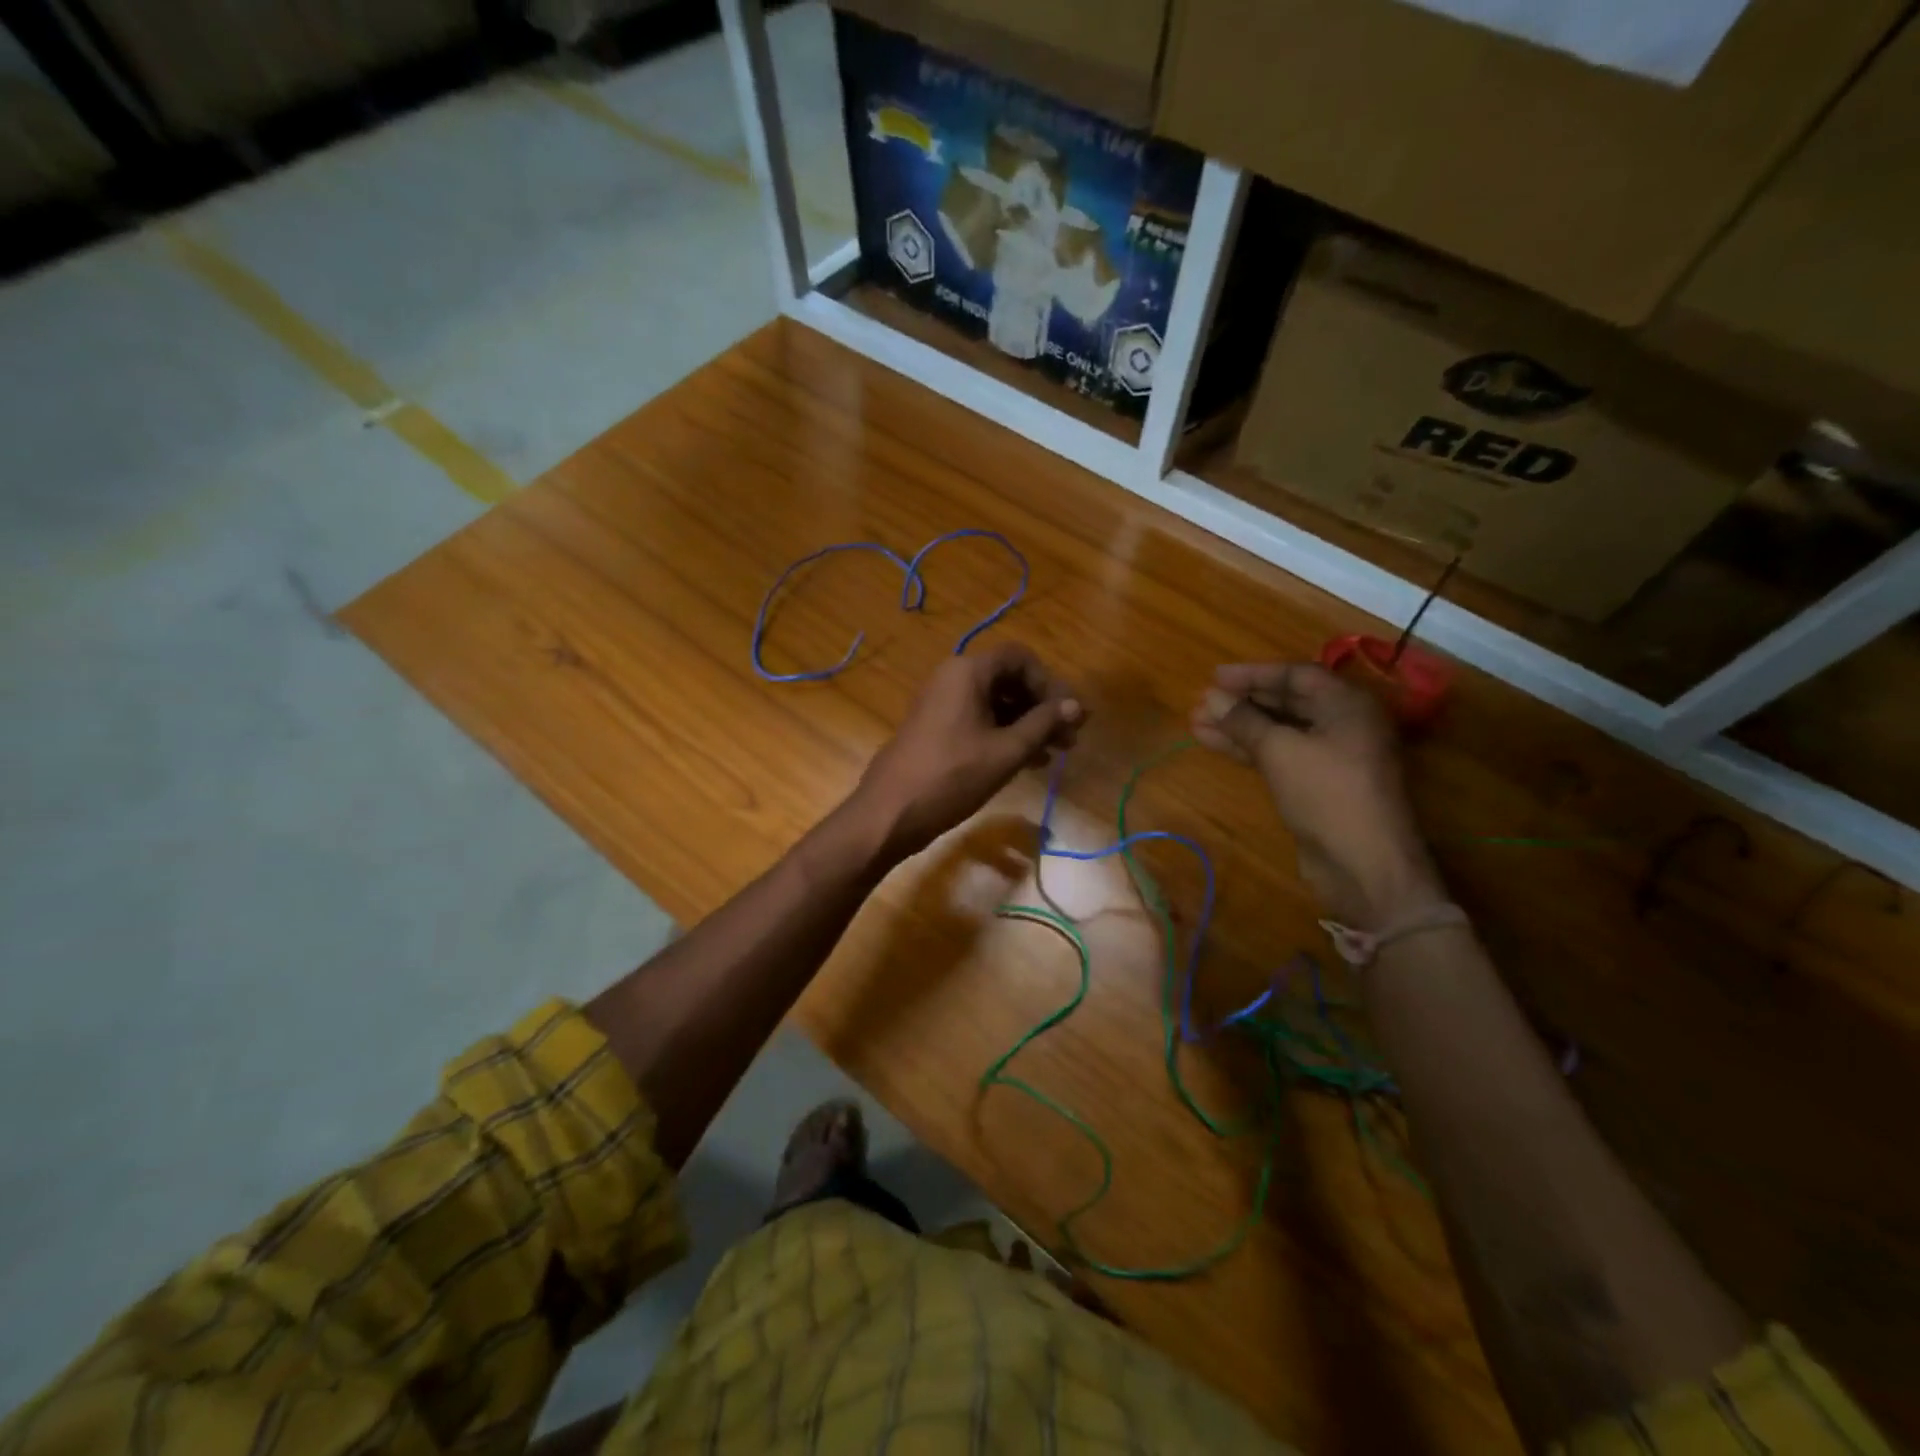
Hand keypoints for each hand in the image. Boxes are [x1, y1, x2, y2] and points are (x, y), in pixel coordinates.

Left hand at [854, 643, 1082, 856]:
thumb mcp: (1006, 751)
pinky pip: (978, 719)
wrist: (890, 812)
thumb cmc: (952, 776)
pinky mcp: (935, 727)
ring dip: (1026, 724)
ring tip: (1054, 754)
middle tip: (1069, 739)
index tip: (1067, 715)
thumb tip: (1076, 706)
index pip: (1020, 658)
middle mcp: (952, 678)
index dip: (1049, 683)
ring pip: (995, 702)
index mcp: (968, 672)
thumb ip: (1043, 724)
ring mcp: (941, 702)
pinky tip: (1027, 761)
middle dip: (1041, 707)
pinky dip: (1004, 734)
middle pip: (1008, 679)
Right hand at [1191, 663, 1441, 924]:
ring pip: (1279, 730)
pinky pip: (1279, 754)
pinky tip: (1215, 744)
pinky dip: (1249, 748)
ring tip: (1197, 723)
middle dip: (1242, 702)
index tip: (1213, 677)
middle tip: (1201, 702)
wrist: (1363, 863)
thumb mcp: (1280, 750)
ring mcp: (1331, 755)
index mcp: (1347, 704)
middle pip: (1287, 701)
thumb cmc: (1327, 793)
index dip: (1252, 674)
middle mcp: (1343, 723)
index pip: (1296, 674)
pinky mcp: (1317, 783)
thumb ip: (1244, 720)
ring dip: (1239, 726)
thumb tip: (1211, 697)